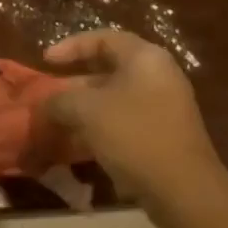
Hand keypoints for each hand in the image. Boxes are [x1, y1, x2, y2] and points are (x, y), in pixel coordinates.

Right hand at [43, 30, 224, 210]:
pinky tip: (79, 142)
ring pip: (114, 97)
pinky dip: (100, 125)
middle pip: (108, 68)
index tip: (45, 61)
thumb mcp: (86, 111)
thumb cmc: (134, 135)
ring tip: (58, 120)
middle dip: (74, 82)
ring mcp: (164, 106)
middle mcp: (158, 76)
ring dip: (84, 107)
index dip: (70, 46)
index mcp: (145, 58)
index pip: (103, 38)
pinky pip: (124, 119)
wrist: (182, 189)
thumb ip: (59, 100)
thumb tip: (45, 105)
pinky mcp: (163, 133)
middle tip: (49, 95)